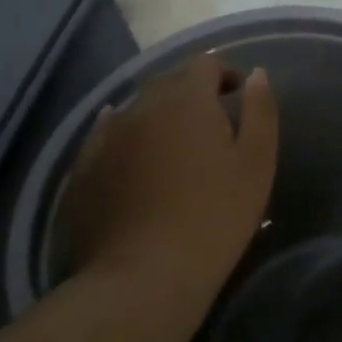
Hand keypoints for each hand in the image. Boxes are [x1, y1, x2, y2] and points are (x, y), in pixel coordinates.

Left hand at [58, 54, 277, 301]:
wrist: (142, 277)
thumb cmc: (215, 216)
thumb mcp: (257, 162)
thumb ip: (260, 111)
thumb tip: (257, 75)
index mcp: (186, 99)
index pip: (204, 63)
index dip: (224, 74)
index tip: (238, 99)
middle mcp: (140, 107)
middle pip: (168, 83)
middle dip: (192, 94)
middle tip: (213, 126)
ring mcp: (104, 138)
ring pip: (136, 111)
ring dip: (159, 118)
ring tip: (176, 150)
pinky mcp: (81, 171)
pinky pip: (107, 140)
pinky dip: (127, 142)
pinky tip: (134, 161)